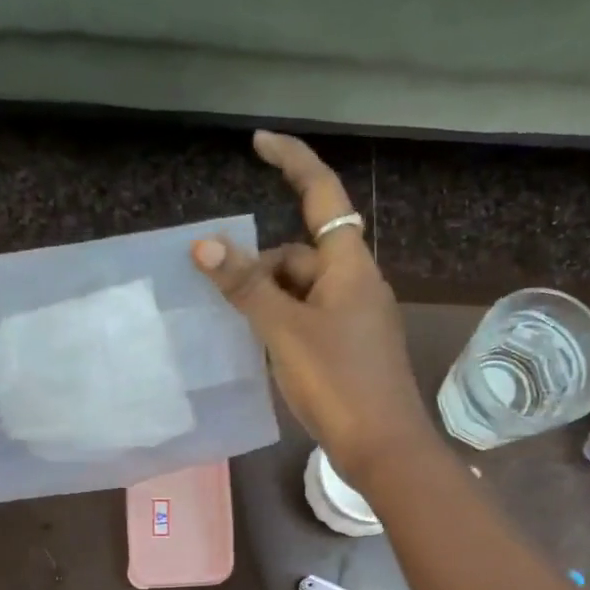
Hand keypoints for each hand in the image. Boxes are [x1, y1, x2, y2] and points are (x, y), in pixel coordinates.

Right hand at [193, 132, 437, 487]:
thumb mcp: (284, 332)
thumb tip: (205, 245)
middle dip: (264, 268)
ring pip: (304, 292)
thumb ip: (247, 288)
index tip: (259, 142)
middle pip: (302, 253)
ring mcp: (358, 319)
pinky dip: (286, 326)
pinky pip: (312, 320)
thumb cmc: (338, 382)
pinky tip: (268, 353)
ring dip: (271, 302)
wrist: (384, 447)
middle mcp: (358, 283)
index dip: (292, 161)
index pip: (322, 194)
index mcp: (350, 265)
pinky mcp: (354, 350)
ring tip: (245, 335)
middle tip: (228, 302)